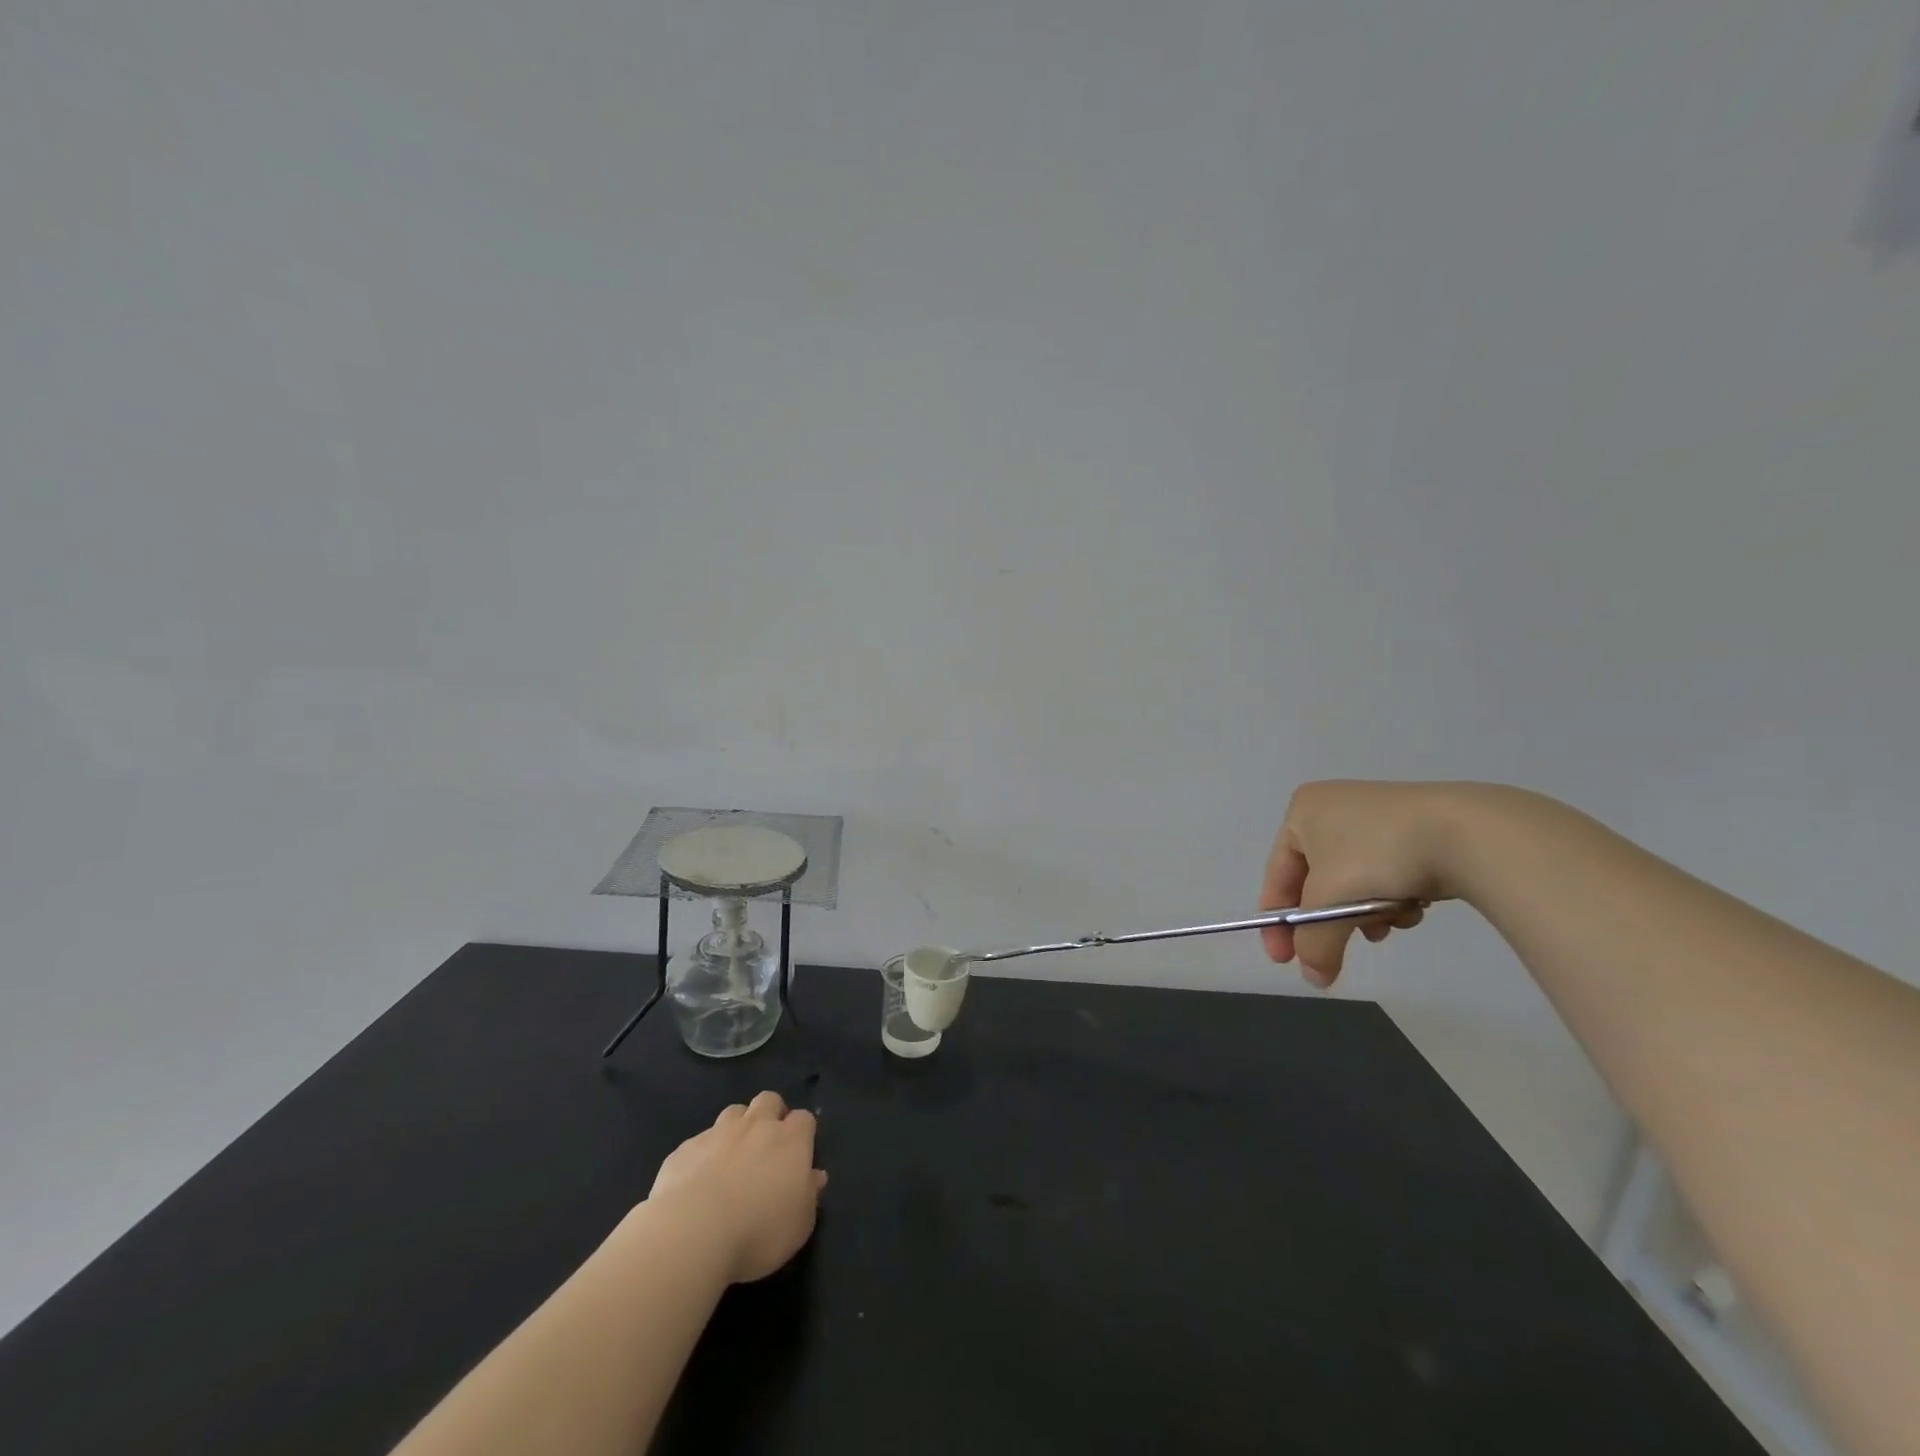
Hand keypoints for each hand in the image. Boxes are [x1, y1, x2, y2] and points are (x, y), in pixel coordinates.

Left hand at [647, 1091, 827, 1283]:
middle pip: (769, 1100)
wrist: (692, 1233)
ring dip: (737, 1128)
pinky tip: (697, 1182)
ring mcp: (718, 1133)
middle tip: (767, 1145)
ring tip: (732, 1158)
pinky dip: (704, 1155)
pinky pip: (699, 1142)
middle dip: (771, 1114)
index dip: (802, 1132)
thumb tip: (815, 1176)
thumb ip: (809, 1195)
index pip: (804, 1119)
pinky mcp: (686, 1149)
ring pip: (734, 1112)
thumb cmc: (758, 1232)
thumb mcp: (799, 1225)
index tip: (798, 1153)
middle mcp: (756, 1126)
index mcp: (790, 1141)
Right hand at [1260, 780, 1465, 986]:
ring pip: (1354, 881)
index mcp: (1302, 811)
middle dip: (1330, 921)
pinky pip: (1386, 872)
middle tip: (1335, 954)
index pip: (1277, 875)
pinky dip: (1392, 897)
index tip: (1283, 960)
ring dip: (1364, 912)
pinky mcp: (1415, 828)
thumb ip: (1314, 943)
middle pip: (1319, 882)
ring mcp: (1376, 815)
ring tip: (1385, 927)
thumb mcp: (1331, 903)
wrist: (1466, 832)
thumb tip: (1314, 978)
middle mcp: (1333, 807)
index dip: (1277, 922)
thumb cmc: (1377, 856)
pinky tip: (1411, 908)